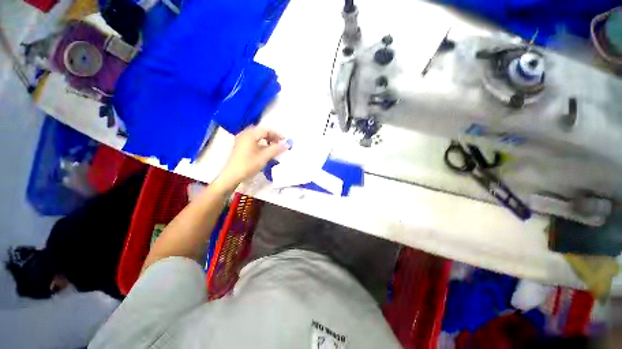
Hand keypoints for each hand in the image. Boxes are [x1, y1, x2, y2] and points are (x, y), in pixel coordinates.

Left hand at [215, 126, 286, 190]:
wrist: (232, 175)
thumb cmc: (249, 165)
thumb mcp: (264, 157)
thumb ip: (276, 149)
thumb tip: (286, 144)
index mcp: (250, 134)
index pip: (266, 130)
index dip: (277, 135)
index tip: (284, 141)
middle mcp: (244, 134)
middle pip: (261, 131)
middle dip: (271, 136)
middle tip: (279, 143)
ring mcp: (240, 139)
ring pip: (256, 135)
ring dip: (265, 139)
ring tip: (272, 146)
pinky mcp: (239, 145)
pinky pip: (252, 140)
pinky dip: (260, 142)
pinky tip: (263, 149)